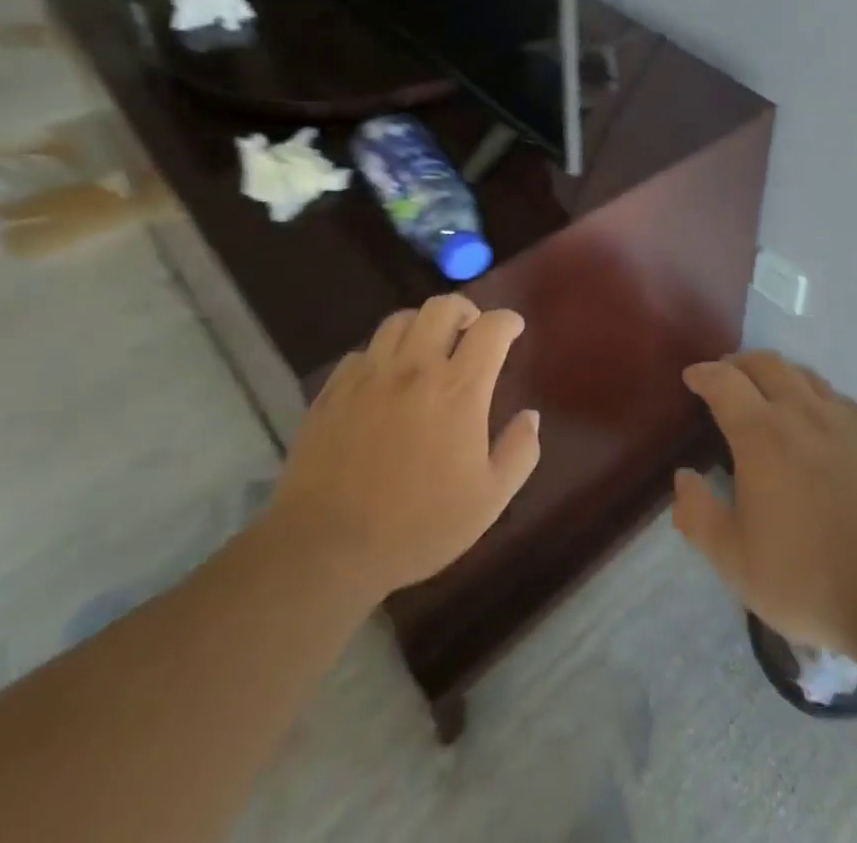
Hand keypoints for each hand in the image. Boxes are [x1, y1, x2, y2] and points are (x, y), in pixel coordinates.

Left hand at [266, 296, 541, 598]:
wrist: (326, 550)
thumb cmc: (418, 527)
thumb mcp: (489, 499)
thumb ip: (519, 452)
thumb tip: (531, 416)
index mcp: (459, 389)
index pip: (491, 328)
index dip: (507, 320)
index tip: (513, 328)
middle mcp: (416, 368)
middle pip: (443, 307)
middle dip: (465, 309)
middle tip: (471, 328)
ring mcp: (369, 376)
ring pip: (400, 320)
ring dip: (422, 325)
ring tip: (427, 346)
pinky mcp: (333, 391)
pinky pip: (362, 352)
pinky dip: (381, 354)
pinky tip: (384, 378)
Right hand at [673, 351, 856, 658]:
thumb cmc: (807, 579)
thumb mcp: (735, 561)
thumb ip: (699, 516)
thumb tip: (683, 477)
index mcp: (762, 436)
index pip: (725, 382)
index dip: (704, 374)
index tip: (692, 377)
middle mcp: (801, 413)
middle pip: (766, 364)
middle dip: (739, 363)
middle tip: (725, 376)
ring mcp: (843, 421)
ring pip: (803, 374)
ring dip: (776, 372)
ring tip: (766, 390)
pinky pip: (836, 396)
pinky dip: (812, 392)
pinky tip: (814, 414)